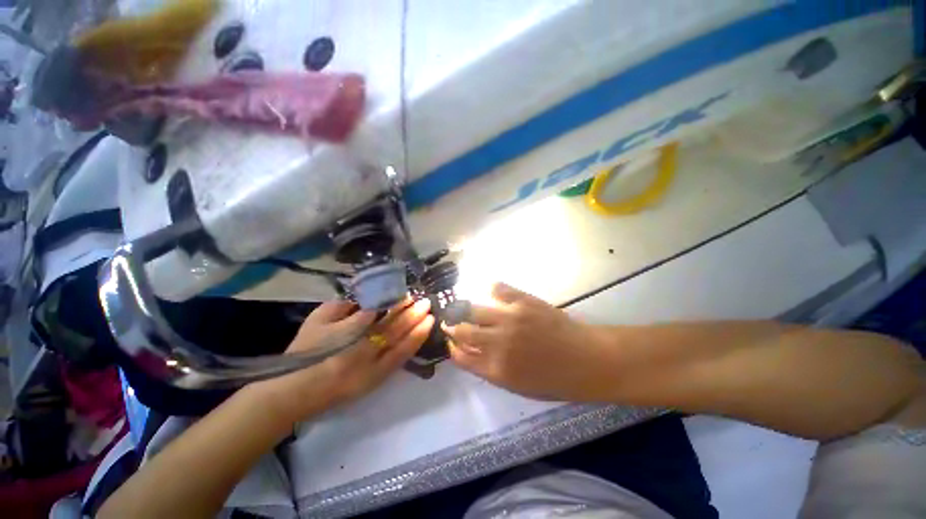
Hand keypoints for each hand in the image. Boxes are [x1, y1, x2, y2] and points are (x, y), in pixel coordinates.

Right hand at [252, 298, 433, 421]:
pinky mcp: (376, 380)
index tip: (407, 294)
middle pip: (393, 328)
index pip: (379, 313)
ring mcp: (373, 367)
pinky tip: (423, 335)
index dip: (395, 303)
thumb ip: (342, 305)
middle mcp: (365, 349)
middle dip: (411, 313)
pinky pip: (399, 361)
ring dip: (417, 328)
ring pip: (401, 345)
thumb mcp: (318, 319)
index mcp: (350, 333)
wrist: (294, 391)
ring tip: (430, 315)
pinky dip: (413, 346)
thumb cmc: (305, 351)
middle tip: (425, 300)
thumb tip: (366, 297)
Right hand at [445, 283, 608, 400]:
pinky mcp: (523, 301)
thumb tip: (469, 351)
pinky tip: (490, 292)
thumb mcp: (517, 386)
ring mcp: (510, 318)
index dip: (452, 347)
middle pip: (461, 330)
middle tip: (451, 320)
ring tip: (465, 305)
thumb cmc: (554, 379)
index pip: (461, 356)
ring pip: (473, 308)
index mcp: (496, 369)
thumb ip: (489, 369)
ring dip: (465, 308)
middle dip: (451, 325)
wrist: (586, 360)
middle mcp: (498, 343)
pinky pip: (497, 288)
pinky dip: (490, 289)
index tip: (451, 341)